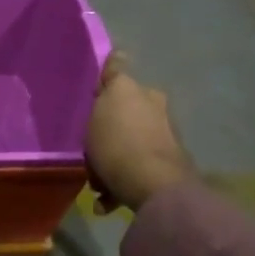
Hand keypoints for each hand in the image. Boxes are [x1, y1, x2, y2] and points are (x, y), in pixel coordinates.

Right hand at [85, 55, 193, 213]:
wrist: (153, 186)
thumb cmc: (119, 141)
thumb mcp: (105, 104)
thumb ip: (111, 79)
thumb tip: (120, 54)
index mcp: (143, 93)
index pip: (120, 76)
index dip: (106, 80)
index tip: (94, 90)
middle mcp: (157, 112)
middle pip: (125, 115)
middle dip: (109, 130)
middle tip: (90, 147)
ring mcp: (163, 142)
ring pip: (129, 145)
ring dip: (113, 160)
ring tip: (95, 182)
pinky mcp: (165, 171)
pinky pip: (134, 172)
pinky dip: (120, 183)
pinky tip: (105, 201)